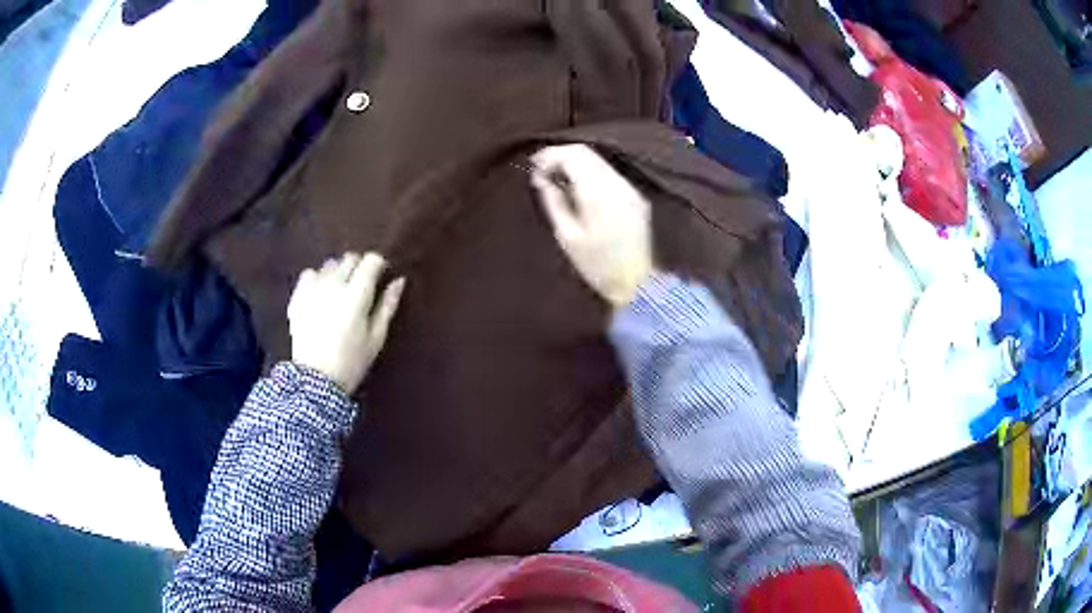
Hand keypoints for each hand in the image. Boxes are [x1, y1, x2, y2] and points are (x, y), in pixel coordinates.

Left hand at [288, 252, 405, 393]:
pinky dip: (318, 278)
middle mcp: (334, 283)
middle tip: (362, 286)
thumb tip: (399, 280)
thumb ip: (388, 305)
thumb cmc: (352, 361)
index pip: (371, 260)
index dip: (379, 265)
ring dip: (338, 271)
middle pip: (350, 257)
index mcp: (357, 294)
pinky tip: (320, 293)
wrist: (315, 380)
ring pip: (330, 264)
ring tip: (340, 290)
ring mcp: (313, 288)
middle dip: (359, 266)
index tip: (382, 276)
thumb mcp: (376, 337)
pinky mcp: (298, 296)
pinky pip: (309, 274)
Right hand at [530, 144, 653, 308]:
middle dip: (560, 156)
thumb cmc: (597, 266)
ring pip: (598, 160)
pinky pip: (608, 173)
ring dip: (575, 163)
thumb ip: (554, 201)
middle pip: (586, 153)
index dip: (550, 156)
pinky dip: (589, 172)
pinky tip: (577, 187)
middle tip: (541, 171)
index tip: (533, 169)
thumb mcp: (567, 236)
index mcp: (598, 192)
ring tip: (556, 179)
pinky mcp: (635, 196)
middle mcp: (617, 183)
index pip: (573, 155)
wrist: (636, 283)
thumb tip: (541, 179)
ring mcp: (629, 188)